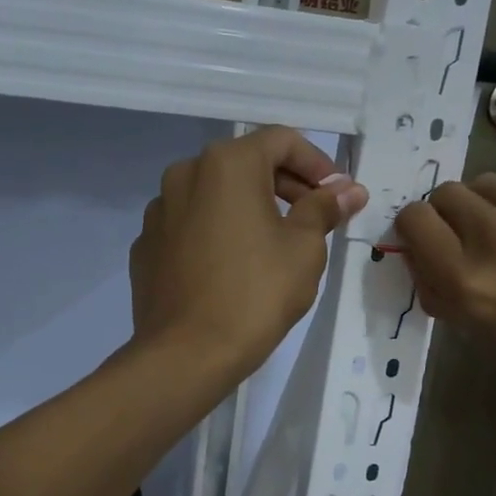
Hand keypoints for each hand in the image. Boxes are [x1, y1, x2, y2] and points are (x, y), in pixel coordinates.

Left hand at [131, 126, 367, 379]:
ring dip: (250, 208)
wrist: (186, 355)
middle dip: (287, 186)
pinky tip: (233, 268)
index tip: (338, 196)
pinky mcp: (146, 245)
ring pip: (216, 194)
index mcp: (226, 164)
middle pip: (247, 164)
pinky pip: (191, 225)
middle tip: (316, 220)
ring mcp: (159, 210)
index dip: (318, 164)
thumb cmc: (255, 294)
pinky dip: (217, 232)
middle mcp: (185, 174)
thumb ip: (324, 208)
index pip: (282, 140)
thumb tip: (349, 190)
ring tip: (276, 245)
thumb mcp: (304, 248)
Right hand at [393, 165, 495, 380]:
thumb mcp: (491, 332)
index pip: (412, 220)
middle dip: (455, 215)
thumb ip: (446, 292)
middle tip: (483, 239)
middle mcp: (490, 232)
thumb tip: (422, 258)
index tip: (435, 241)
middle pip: (444, 194)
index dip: (419, 229)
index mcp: (465, 279)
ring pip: (488, 184)